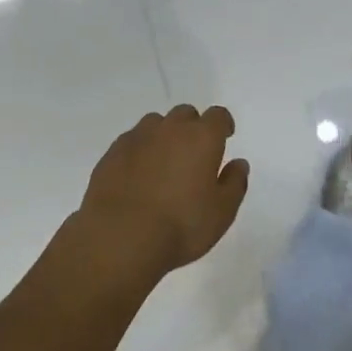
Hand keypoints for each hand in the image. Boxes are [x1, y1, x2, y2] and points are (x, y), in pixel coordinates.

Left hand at [75, 105, 249, 282]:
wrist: (120, 237)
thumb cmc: (180, 226)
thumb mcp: (221, 213)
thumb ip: (234, 183)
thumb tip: (239, 163)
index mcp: (202, 138)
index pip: (218, 116)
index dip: (223, 124)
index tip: (225, 136)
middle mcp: (170, 129)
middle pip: (185, 114)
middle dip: (193, 127)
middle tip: (194, 153)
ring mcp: (138, 137)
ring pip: (156, 123)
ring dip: (164, 135)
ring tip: (164, 162)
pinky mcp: (113, 152)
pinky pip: (132, 140)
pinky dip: (140, 150)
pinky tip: (139, 173)